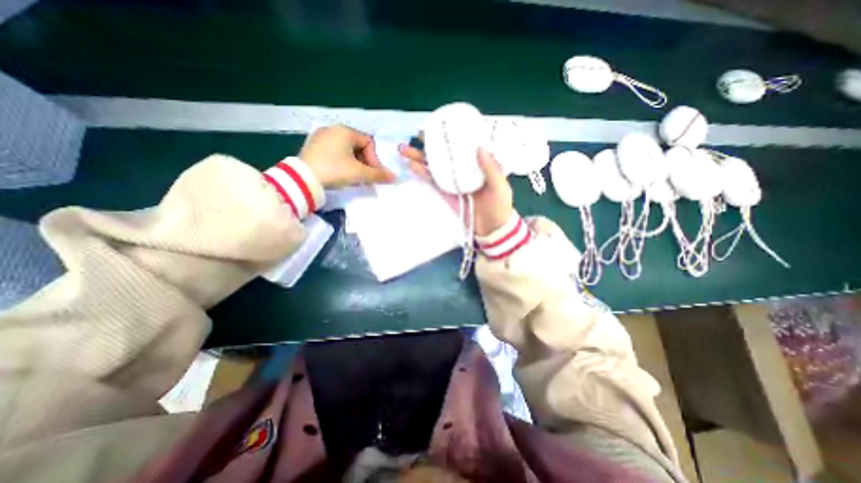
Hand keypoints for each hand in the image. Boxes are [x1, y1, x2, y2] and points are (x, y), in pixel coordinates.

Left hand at [300, 124, 396, 187]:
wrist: (303, 178)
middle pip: (358, 146)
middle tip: (365, 177)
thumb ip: (378, 175)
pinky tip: (340, 173)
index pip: (369, 143)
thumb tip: (394, 177)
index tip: (373, 174)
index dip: (375, 159)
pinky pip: (334, 152)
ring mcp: (321, 137)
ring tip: (353, 177)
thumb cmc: (335, 170)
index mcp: (345, 131)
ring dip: (354, 163)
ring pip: (346, 150)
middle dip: (365, 162)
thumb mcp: (359, 173)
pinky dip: (342, 162)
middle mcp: (333, 129)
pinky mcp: (312, 146)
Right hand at [400, 141, 512, 235]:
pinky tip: (412, 166)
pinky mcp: (447, 194)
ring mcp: (455, 183)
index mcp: (479, 165)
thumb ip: (491, 169)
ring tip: (406, 150)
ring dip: (421, 159)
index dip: (452, 136)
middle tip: (418, 135)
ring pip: (436, 167)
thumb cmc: (500, 207)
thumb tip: (479, 148)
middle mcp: (465, 171)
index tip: (441, 126)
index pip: (464, 147)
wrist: (493, 230)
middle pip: (447, 155)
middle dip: (432, 145)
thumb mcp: (500, 187)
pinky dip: (424, 174)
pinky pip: (435, 182)